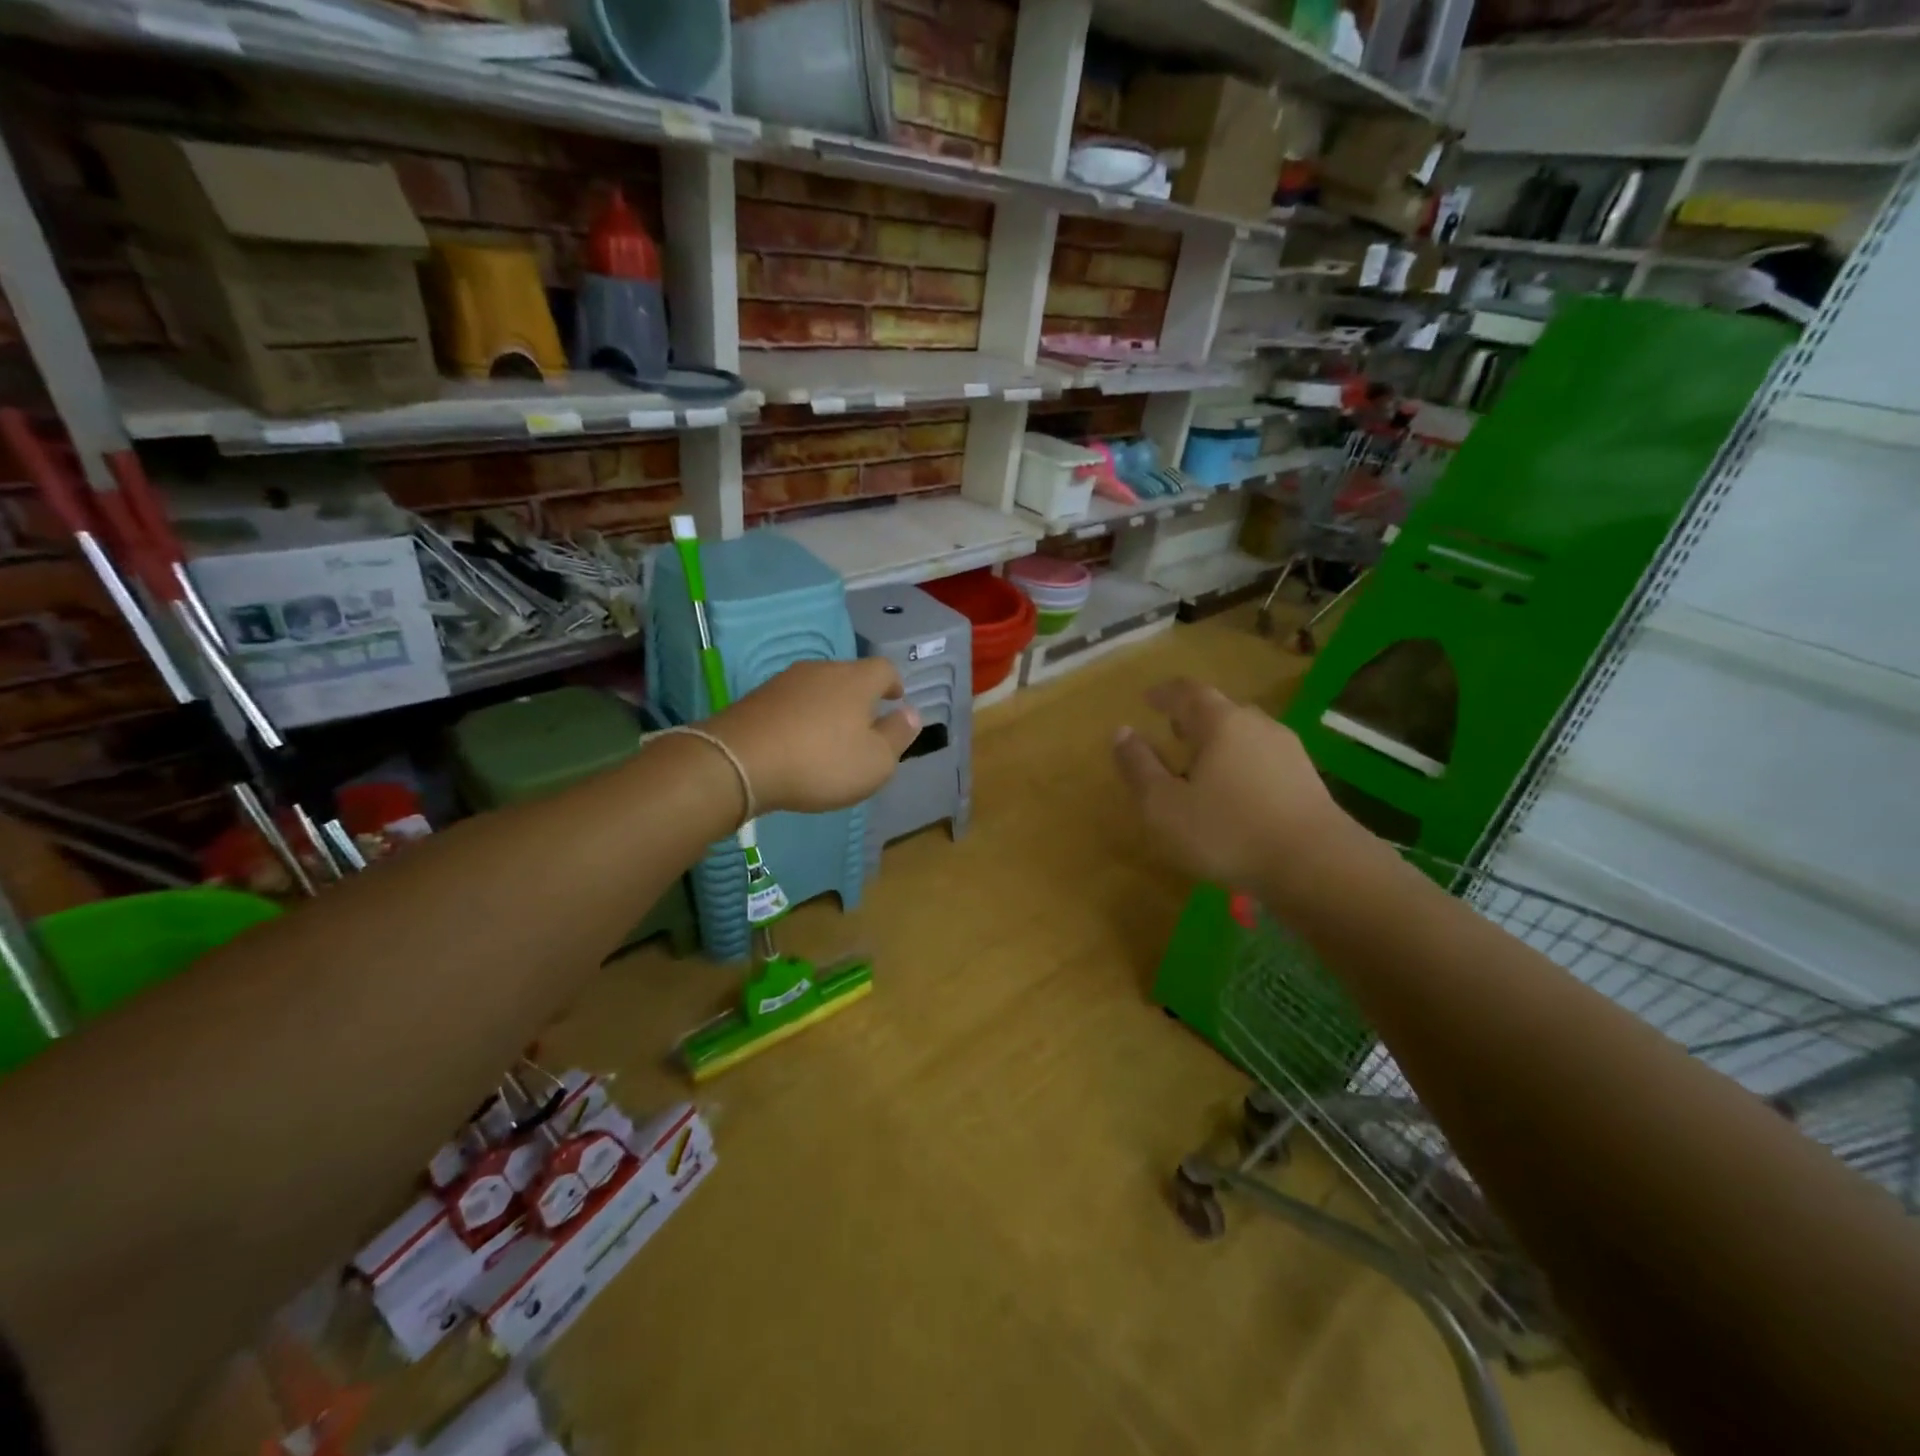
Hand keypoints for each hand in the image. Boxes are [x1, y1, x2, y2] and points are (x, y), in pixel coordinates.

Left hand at [710, 659, 919, 814]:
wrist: (739, 763)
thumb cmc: (820, 762)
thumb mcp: (875, 761)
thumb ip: (897, 735)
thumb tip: (911, 713)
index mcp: (856, 680)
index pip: (885, 669)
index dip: (894, 684)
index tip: (896, 700)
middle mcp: (821, 670)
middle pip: (850, 676)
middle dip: (860, 697)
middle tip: (865, 725)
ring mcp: (785, 681)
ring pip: (818, 688)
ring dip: (829, 707)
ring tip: (830, 736)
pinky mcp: (757, 698)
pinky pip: (791, 703)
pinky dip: (801, 718)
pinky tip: (797, 743)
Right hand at [1113, 678, 1364, 901]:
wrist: (1317, 867)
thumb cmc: (1228, 832)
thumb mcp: (1164, 806)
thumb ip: (1139, 767)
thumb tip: (1121, 732)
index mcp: (1221, 723)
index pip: (1187, 692)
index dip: (1164, 693)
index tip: (1147, 698)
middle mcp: (1257, 725)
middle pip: (1221, 710)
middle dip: (1193, 717)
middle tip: (1172, 730)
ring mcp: (1289, 751)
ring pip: (1245, 735)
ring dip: (1219, 742)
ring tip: (1201, 764)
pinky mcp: (1307, 780)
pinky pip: (1263, 759)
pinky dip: (1241, 764)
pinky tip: (1235, 792)